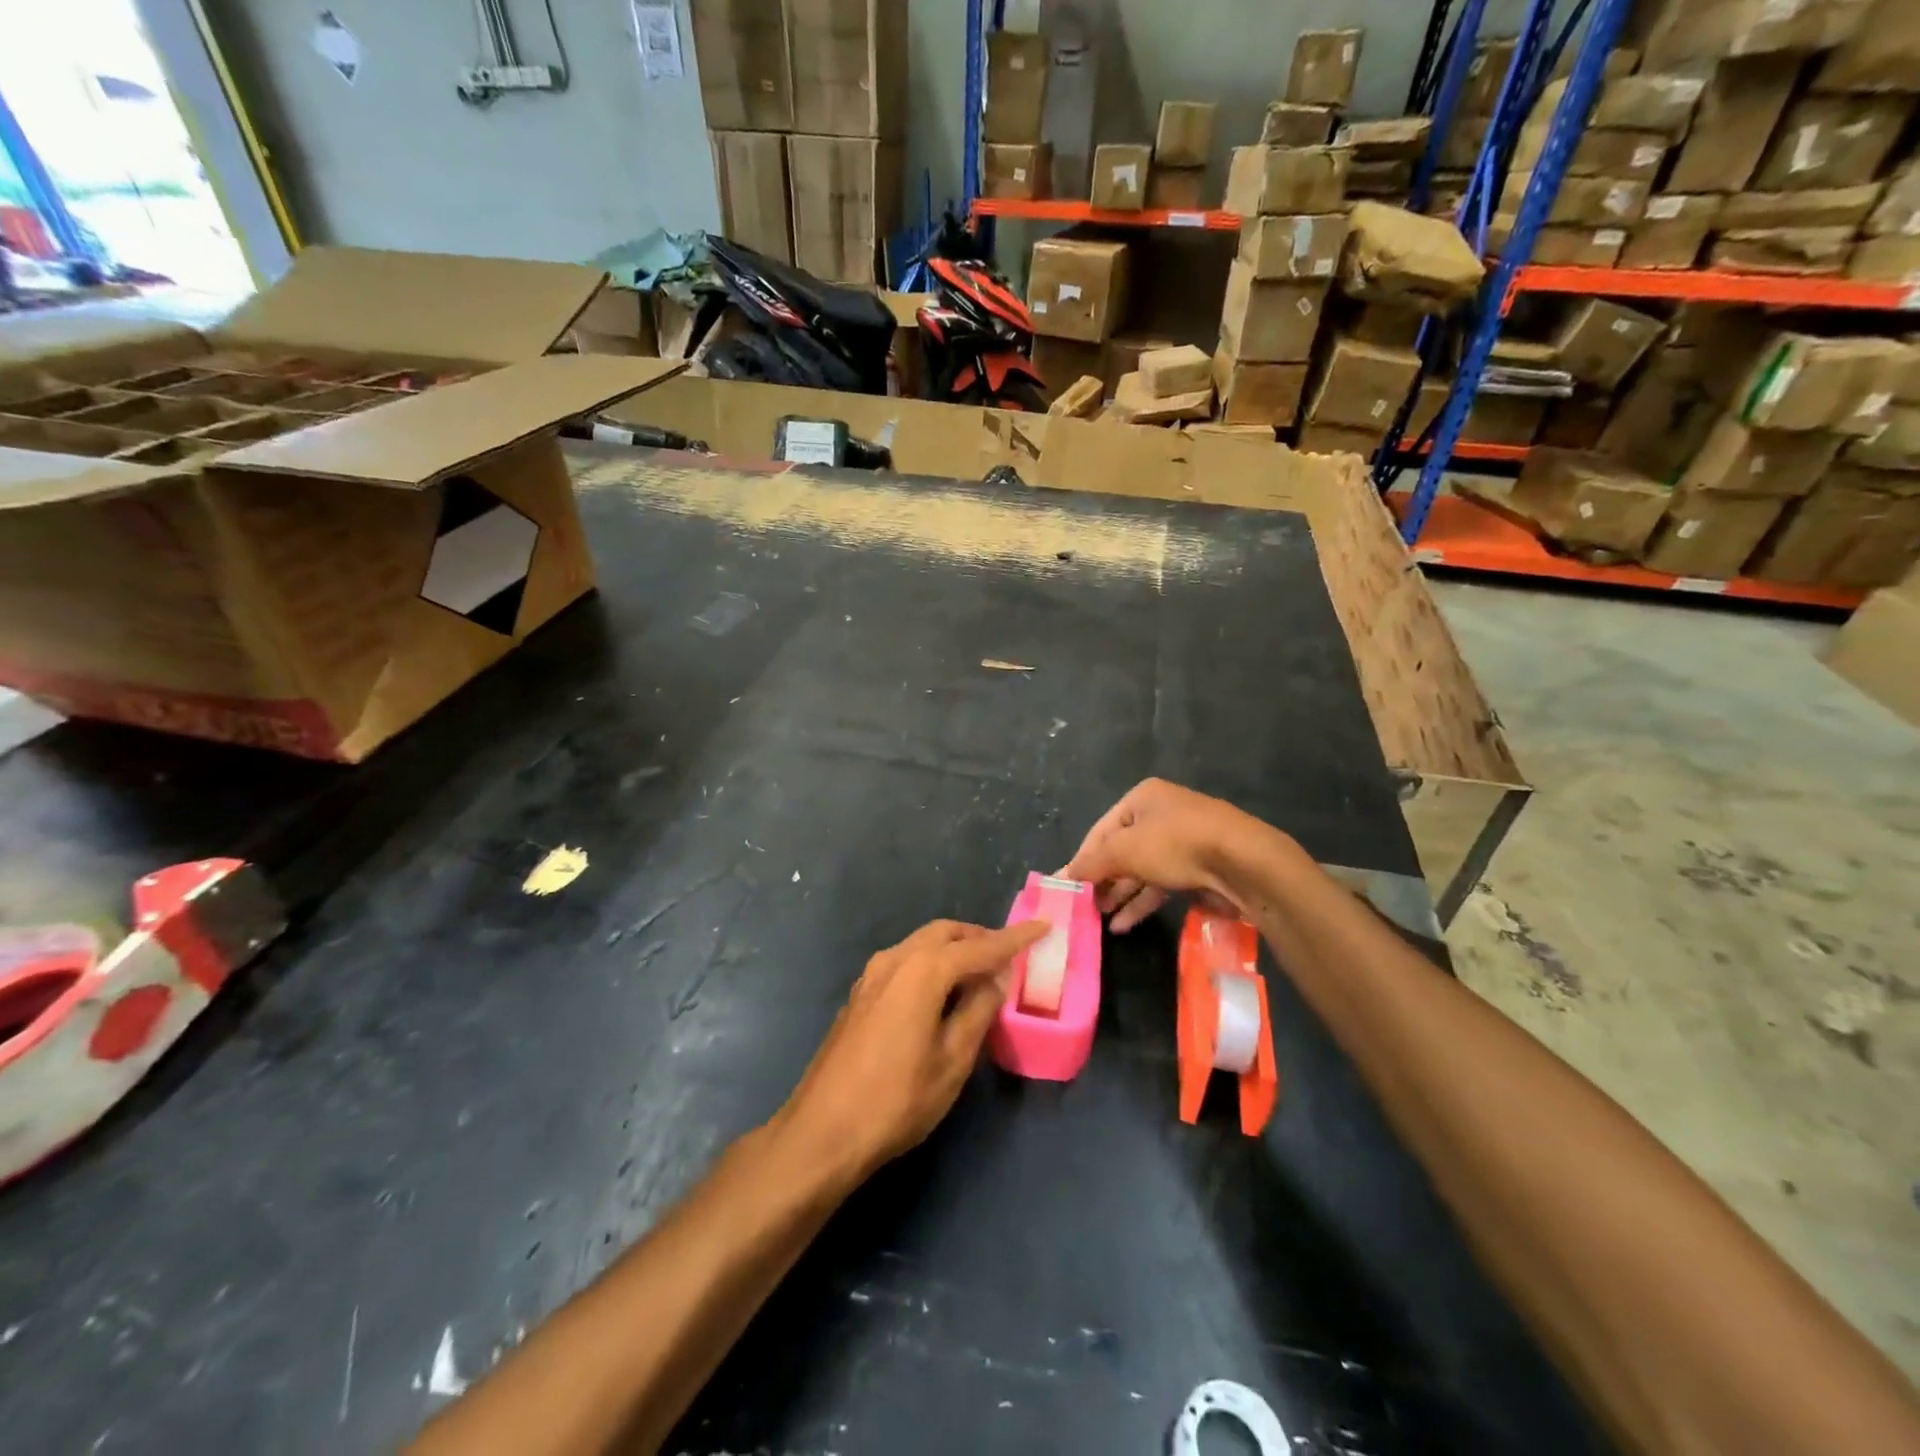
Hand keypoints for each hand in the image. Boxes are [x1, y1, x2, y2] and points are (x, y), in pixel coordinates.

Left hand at [776, 918, 1048, 1181]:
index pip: (979, 947)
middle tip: (1009, 955)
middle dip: (979, 938)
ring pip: (921, 944)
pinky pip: (905, 962)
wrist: (823, 1130)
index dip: (1014, 939)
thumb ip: (978, 1012)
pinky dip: (931, 963)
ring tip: (981, 973)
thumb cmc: (896, 1099)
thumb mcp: (952, 1061)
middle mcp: (895, 960)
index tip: (1043, 927)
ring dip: (954, 949)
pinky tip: (943, 991)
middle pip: (945, 933)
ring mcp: (872, 975)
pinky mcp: (861, 994)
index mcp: (922, 971)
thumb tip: (995, 982)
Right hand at [1062, 778, 1274, 931]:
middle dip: (1102, 879)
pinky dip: (1142, 902)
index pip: (1100, 830)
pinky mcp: (1198, 869)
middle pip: (1121, 850)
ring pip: (1141, 870)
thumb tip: (1062, 876)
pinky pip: (1161, 885)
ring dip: (1120, 894)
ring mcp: (1183, 842)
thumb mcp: (1125, 850)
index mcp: (1143, 798)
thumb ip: (1092, 864)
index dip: (1082, 859)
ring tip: (1100, 918)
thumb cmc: (1176, 844)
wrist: (1244, 863)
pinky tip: (1124, 924)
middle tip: (1084, 906)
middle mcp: (1162, 815)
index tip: (1068, 888)